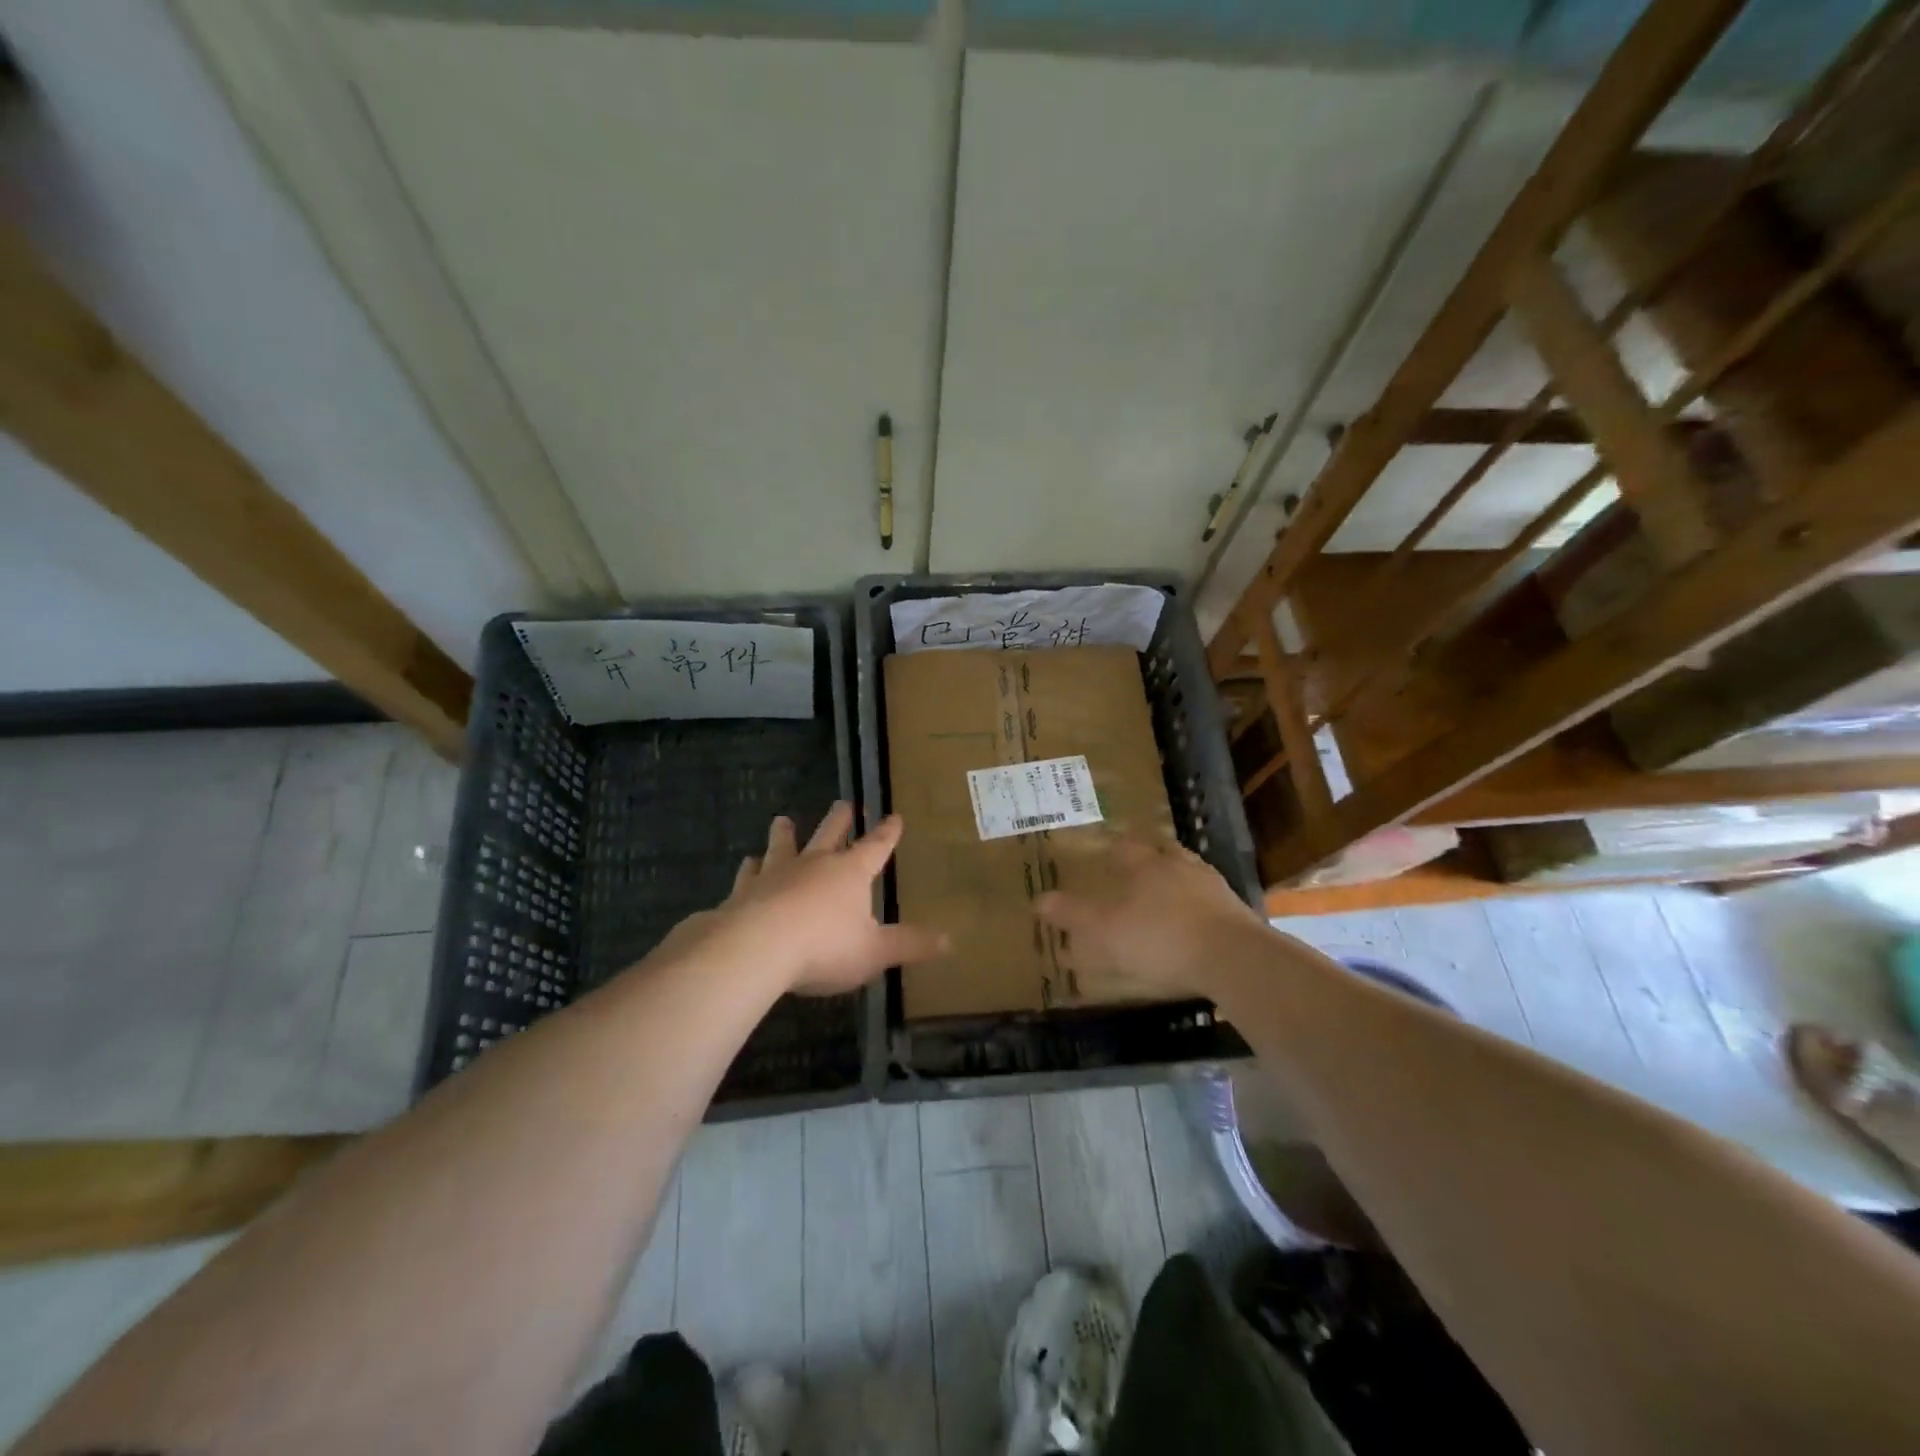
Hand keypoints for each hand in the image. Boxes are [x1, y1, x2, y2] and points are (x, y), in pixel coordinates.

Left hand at [675, 802, 947, 995]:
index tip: (894, 816)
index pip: (875, 847)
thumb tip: (949, 941)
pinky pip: (749, 874)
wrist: (757, 947)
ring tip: (782, 820)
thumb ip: (909, 944)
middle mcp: (815, 864)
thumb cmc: (824, 947)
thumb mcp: (875, 951)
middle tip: (844, 804)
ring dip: (785, 834)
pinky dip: (750, 868)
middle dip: (839, 820)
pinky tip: (747, 863)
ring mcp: (777, 874)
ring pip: (783, 846)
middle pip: (829, 834)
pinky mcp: (745, 891)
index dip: (887, 833)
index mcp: (851, 873)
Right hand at [1034, 833, 1266, 998]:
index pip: (1126, 846)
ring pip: (1191, 873)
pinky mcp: (1237, 913)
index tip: (1106, 850)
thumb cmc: (1159, 938)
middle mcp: (1180, 866)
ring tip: (1169, 896)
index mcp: (1146, 864)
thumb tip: (1037, 899)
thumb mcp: (1103, 930)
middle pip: (1163, 852)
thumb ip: (1071, 914)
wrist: (1232, 958)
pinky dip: (1200, 907)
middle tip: (1139, 868)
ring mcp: (1213, 888)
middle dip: (1151, 858)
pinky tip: (1195, 923)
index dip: (1114, 847)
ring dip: (1179, 880)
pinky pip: (1212, 902)